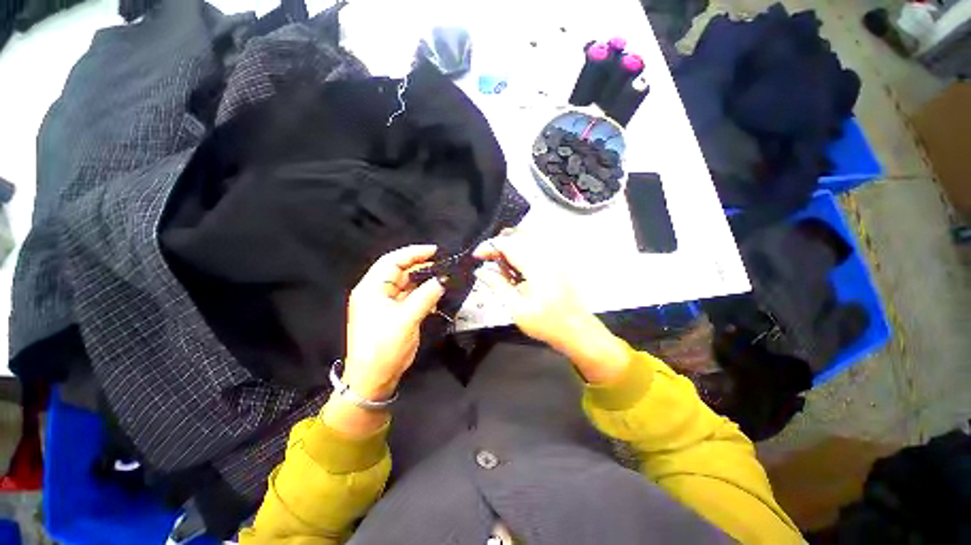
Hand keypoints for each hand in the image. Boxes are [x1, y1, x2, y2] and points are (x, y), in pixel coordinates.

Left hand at [342, 245, 444, 400]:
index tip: (435, 251)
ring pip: (408, 285)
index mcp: (372, 288)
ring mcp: (386, 304)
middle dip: (422, 267)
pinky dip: (424, 295)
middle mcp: (377, 292)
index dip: (413, 253)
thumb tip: (442, 280)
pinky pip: (411, 298)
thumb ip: (426, 296)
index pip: (392, 261)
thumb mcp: (406, 319)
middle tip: (444, 265)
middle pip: (400, 272)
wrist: (374, 379)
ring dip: (425, 281)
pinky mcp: (395, 314)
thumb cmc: (384, 347)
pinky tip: (437, 295)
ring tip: (445, 278)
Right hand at [473, 230, 627, 382]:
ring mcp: (554, 258)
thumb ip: (497, 285)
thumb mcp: (516, 307)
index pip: (507, 244)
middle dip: (498, 246)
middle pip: (517, 236)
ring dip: (510, 248)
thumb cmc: (546, 323)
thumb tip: (480, 271)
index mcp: (535, 264)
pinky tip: (516, 269)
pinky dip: (521, 252)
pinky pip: (535, 248)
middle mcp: (546, 255)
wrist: (577, 331)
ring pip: (527, 240)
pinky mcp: (557, 263)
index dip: (489, 246)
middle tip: (487, 262)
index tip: (476, 257)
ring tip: (500, 266)